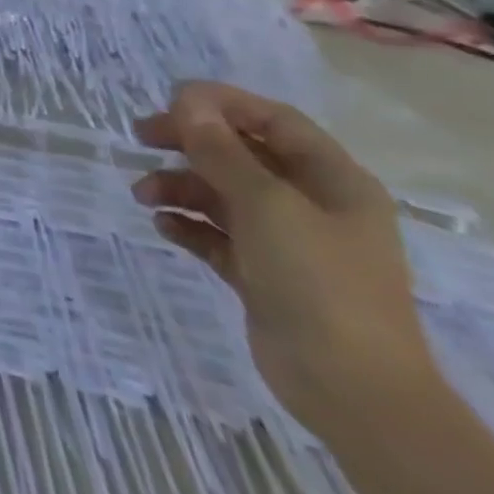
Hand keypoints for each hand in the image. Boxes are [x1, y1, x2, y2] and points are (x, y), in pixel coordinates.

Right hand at [132, 81, 438, 439]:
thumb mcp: (265, 204)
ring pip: (224, 194)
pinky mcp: (264, 276)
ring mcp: (289, 243)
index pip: (273, 120)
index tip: (168, 101)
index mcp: (332, 180)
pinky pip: (218, 235)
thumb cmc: (318, 282)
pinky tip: (163, 226)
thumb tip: (187, 101)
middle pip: (242, 153)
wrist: (353, 391)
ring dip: (180, 186)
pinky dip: (189, 224)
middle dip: (190, 142)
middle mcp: (313, 204)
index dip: (221, 102)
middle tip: (141, 137)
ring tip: (143, 195)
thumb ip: (221, 150)